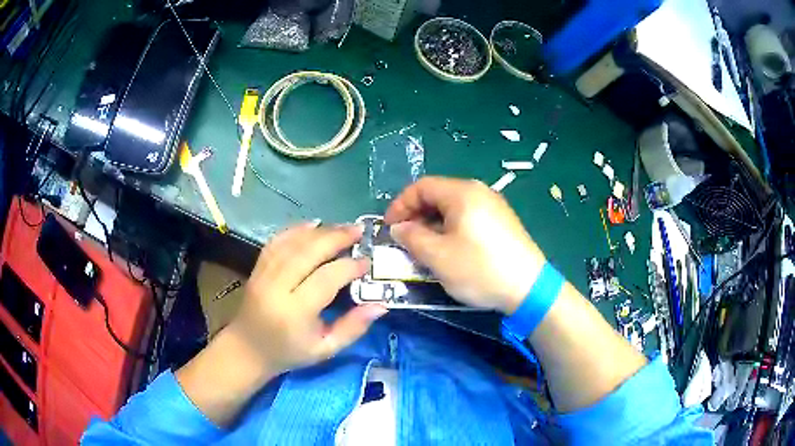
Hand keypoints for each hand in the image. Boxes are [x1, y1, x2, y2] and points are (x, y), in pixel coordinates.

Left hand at [227, 222, 387, 375]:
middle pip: (308, 252)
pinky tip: (313, 225)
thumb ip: (353, 328)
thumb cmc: (289, 353)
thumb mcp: (326, 349)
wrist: (248, 349)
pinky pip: (277, 241)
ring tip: (342, 227)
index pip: (326, 279)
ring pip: (292, 243)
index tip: (367, 262)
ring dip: (319, 231)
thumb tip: (381, 306)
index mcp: (295, 312)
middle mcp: (276, 287)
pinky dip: (296, 230)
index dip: (349, 267)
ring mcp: (263, 274)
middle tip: (358, 230)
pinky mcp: (257, 268)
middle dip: (335, 237)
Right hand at [384, 177, 544, 313]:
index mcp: (462, 193)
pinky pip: (468, 218)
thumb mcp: (438, 256)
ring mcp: (494, 207)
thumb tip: (399, 228)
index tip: (389, 227)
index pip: (422, 187)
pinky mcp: (502, 223)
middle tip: (405, 239)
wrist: (529, 288)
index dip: (400, 204)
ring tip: (424, 248)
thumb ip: (412, 237)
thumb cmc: (479, 268)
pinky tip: (449, 250)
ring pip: (453, 209)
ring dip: (432, 225)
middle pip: (438, 195)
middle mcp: (479, 192)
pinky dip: (451, 230)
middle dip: (416, 215)